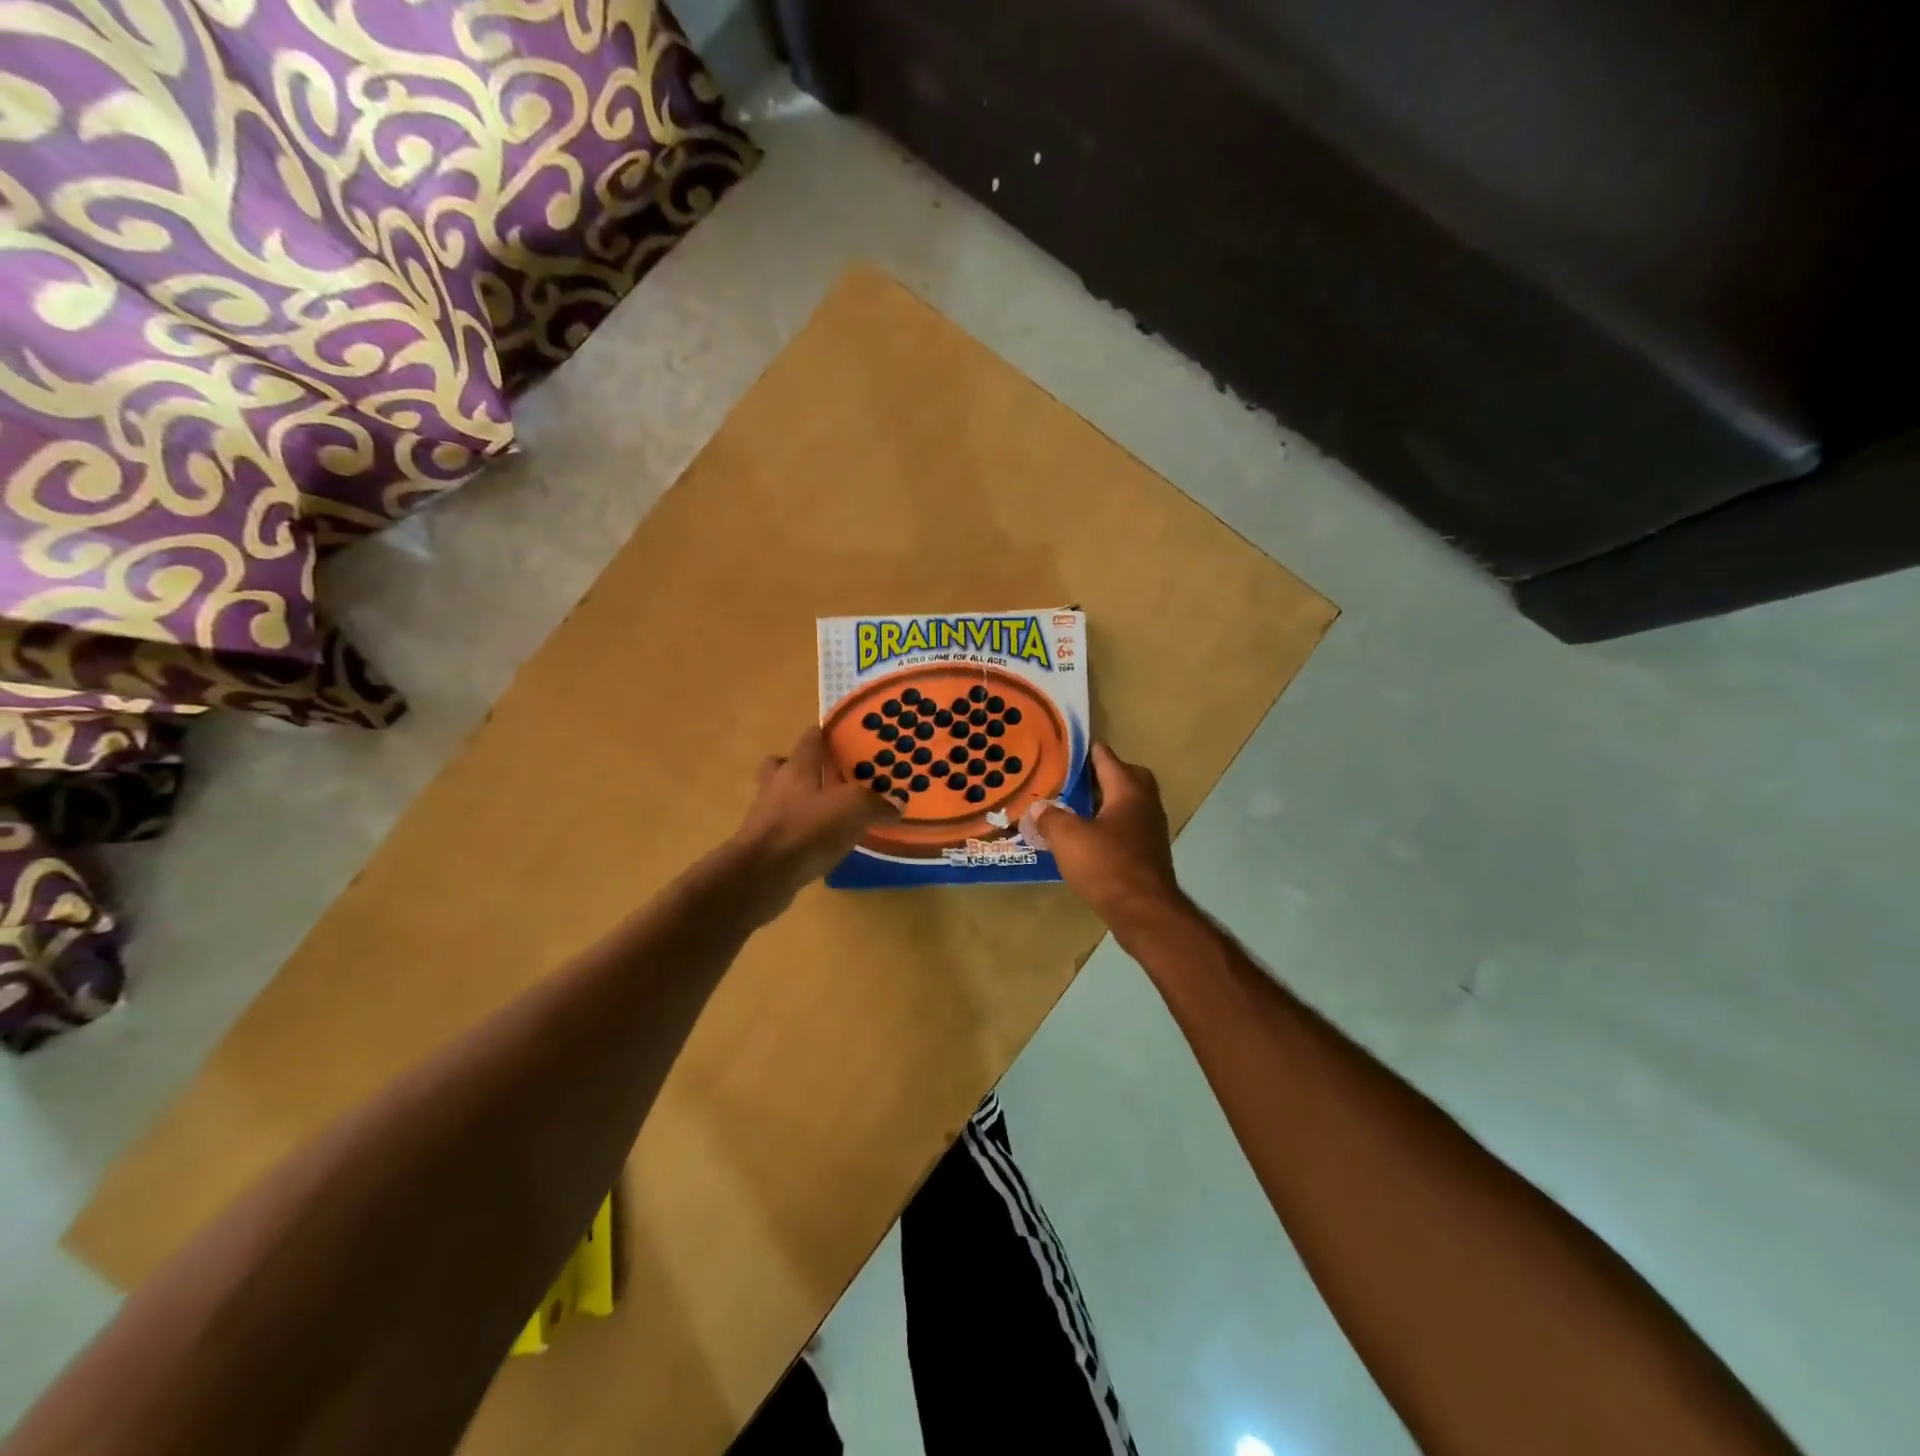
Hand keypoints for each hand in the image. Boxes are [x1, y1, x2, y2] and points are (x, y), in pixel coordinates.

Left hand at [730, 726, 898, 914]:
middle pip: (787, 765)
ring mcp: (766, 815)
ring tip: (833, 814)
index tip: (847, 739)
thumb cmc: (806, 830)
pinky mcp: (764, 844)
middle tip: (835, 777)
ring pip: (784, 797)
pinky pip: (786, 829)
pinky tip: (823, 845)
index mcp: (798, 767)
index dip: (828, 735)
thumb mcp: (853, 810)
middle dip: (808, 768)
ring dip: (804, 802)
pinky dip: (802, 832)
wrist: (761, 875)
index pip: (811, 738)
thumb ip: (877, 804)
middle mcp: (777, 785)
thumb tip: (896, 804)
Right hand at [1031, 743, 1187, 930]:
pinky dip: (1110, 826)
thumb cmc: (1106, 865)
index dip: (1085, 751)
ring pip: (1128, 804)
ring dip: (1107, 802)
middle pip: (1127, 777)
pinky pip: (1128, 827)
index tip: (1064, 749)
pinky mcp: (1149, 853)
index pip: (1106, 757)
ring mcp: (1150, 829)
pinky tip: (1089, 839)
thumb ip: (1050, 817)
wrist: (1144, 912)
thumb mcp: (1067, 837)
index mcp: (1127, 789)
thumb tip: (1038, 807)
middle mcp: (1145, 803)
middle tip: (1075, 781)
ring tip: (1076, 809)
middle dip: (1103, 775)